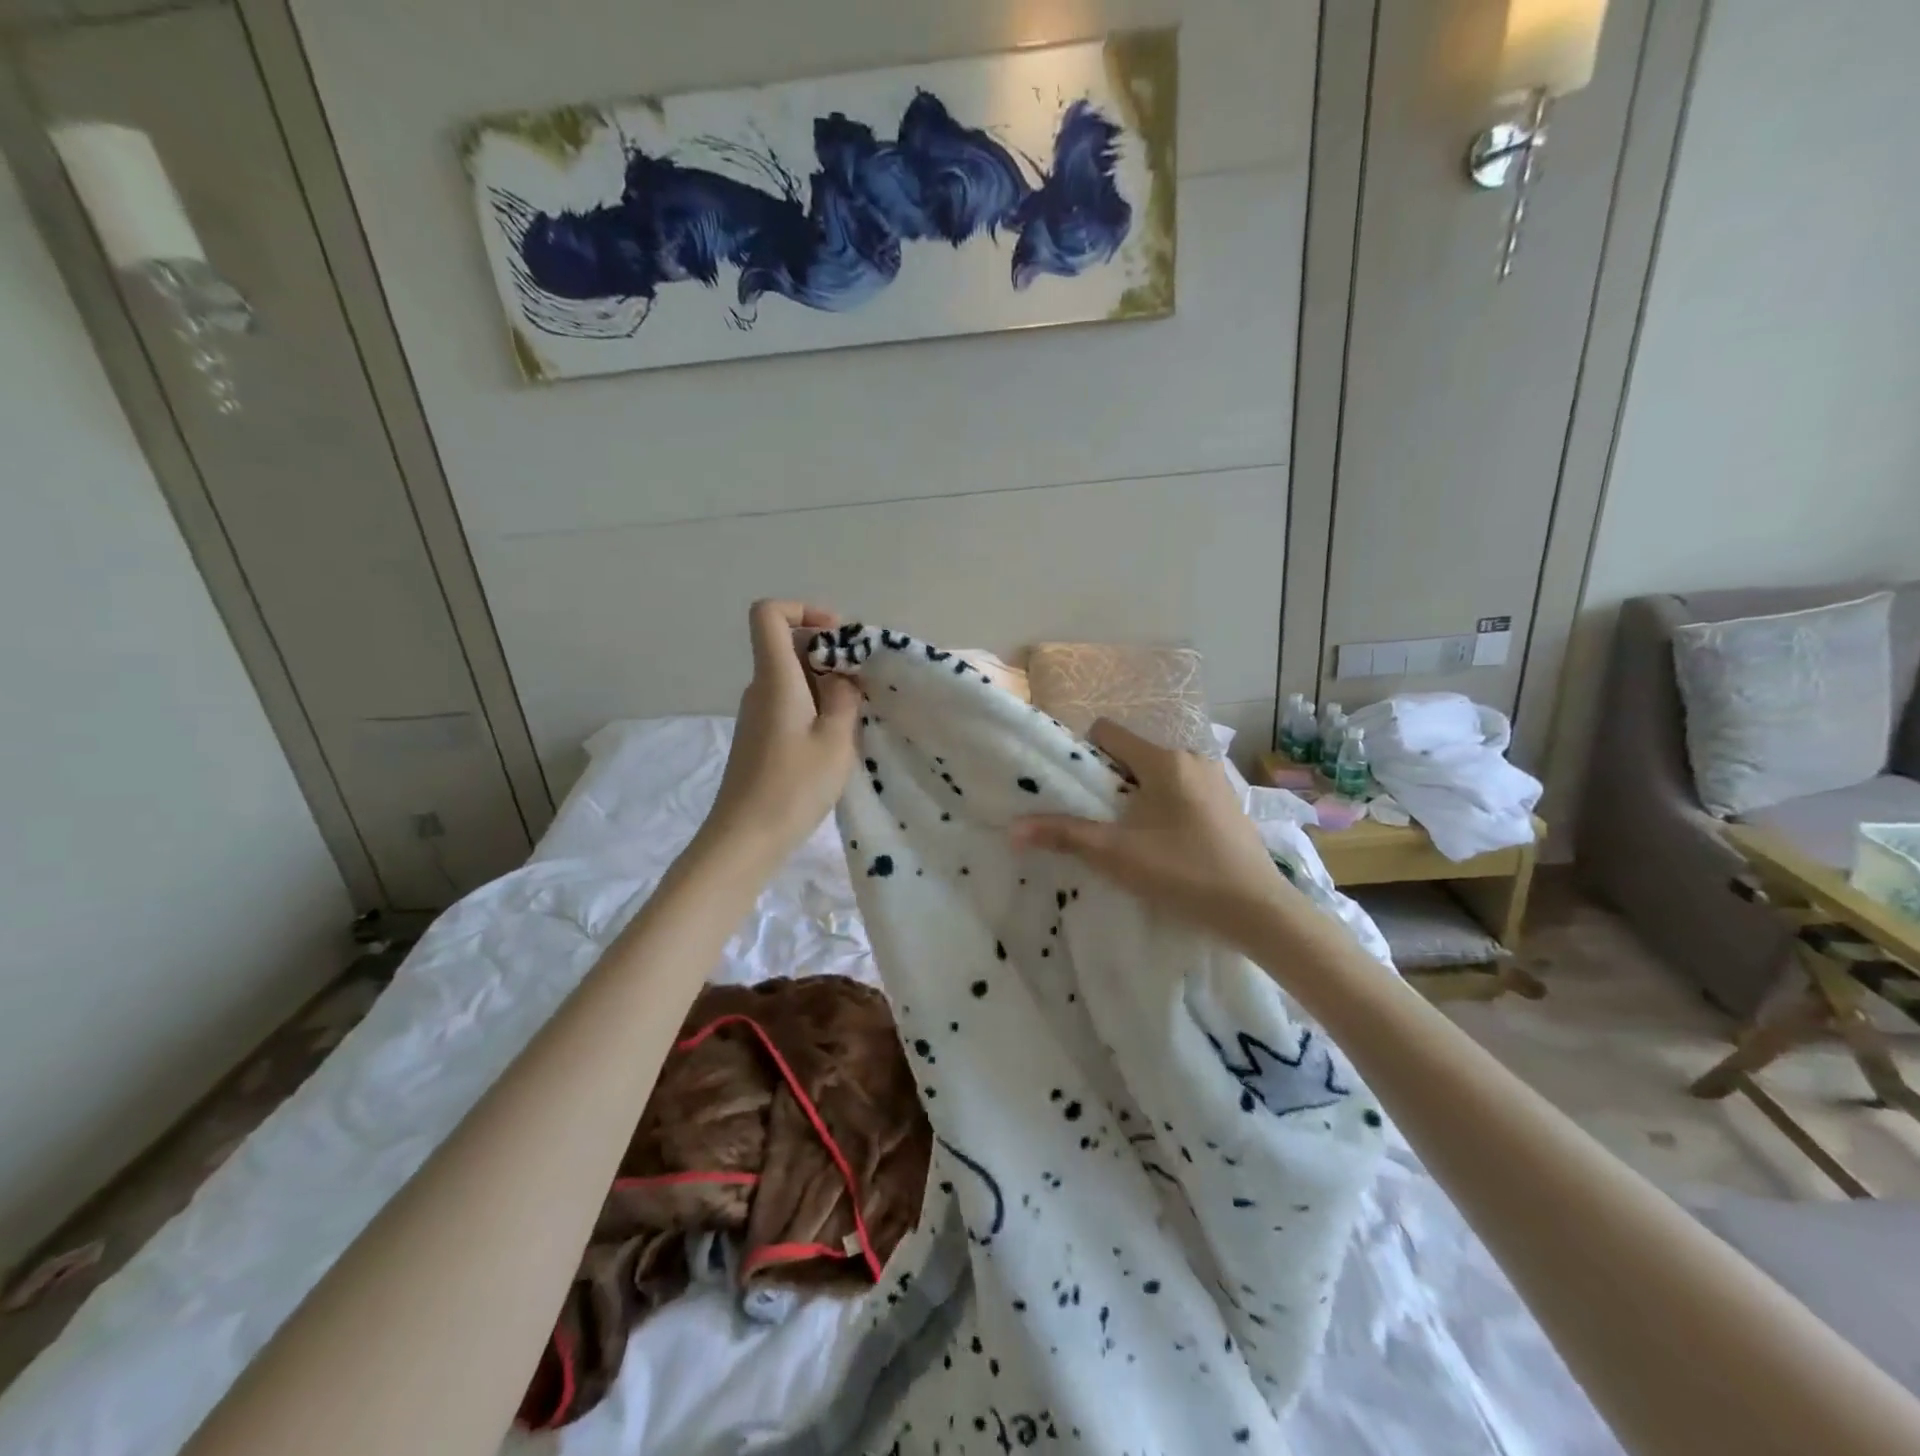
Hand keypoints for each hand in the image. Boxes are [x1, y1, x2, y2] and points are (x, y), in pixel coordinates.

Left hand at [699, 600, 860, 861]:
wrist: (744, 839)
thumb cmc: (792, 787)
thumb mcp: (835, 740)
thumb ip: (844, 698)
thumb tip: (842, 677)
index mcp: (775, 678)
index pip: (768, 614)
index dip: (803, 609)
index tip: (839, 636)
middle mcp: (760, 688)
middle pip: (788, 645)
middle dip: (830, 653)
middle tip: (864, 684)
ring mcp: (757, 714)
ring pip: (793, 677)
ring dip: (827, 685)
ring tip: (857, 716)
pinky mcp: (760, 738)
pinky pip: (790, 703)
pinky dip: (816, 708)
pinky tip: (837, 740)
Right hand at [1010, 719, 1297, 947]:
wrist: (1257, 909)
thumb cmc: (1183, 873)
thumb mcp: (1116, 855)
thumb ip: (1063, 836)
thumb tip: (1013, 829)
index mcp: (1164, 760)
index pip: (1108, 731)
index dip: (1084, 754)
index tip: (1077, 790)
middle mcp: (1191, 757)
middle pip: (1132, 753)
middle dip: (1110, 780)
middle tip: (1099, 818)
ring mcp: (1215, 779)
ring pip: (1158, 772)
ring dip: (1138, 794)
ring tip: (1131, 834)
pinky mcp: (1228, 802)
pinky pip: (1182, 788)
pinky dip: (1165, 805)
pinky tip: (1167, 842)